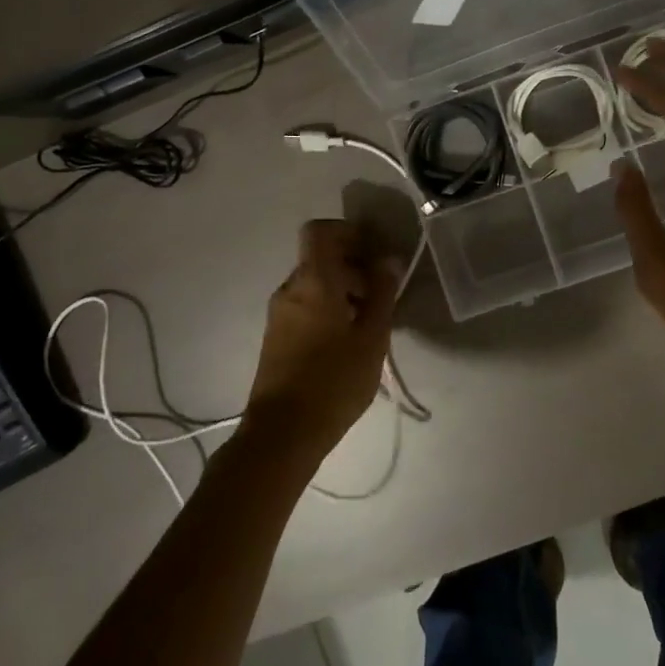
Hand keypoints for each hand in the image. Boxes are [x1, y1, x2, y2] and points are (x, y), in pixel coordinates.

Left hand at [244, 219, 399, 458]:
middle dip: (353, 266)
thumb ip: (382, 293)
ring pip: (314, 284)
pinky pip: (305, 306)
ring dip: (343, 290)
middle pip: (320, 258)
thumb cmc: (333, 381)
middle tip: (382, 293)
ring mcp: (279, 314)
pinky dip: (328, 308)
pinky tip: (349, 341)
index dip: (348, 232)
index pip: (320, 231)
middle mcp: (290, 289)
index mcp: (312, 280)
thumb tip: (388, 259)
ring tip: (370, 321)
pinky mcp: (276, 337)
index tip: (374, 252)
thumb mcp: (371, 337)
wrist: (282, 434)